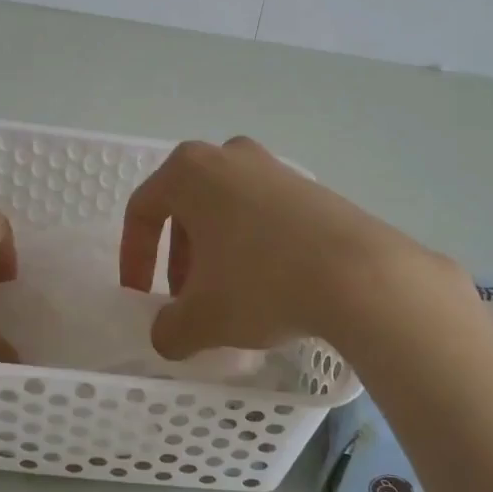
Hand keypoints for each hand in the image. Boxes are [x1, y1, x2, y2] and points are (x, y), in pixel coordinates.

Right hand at [118, 136, 442, 359]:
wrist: (358, 273)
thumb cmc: (261, 283)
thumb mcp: (203, 319)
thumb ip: (169, 329)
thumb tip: (167, 335)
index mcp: (189, 171)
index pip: (143, 209)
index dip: (134, 257)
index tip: (142, 296)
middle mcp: (228, 156)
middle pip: (187, 207)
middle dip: (179, 257)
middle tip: (187, 298)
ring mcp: (273, 166)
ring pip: (226, 210)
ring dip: (216, 252)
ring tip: (229, 297)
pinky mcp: (309, 186)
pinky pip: (263, 214)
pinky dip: (252, 245)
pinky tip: (270, 284)